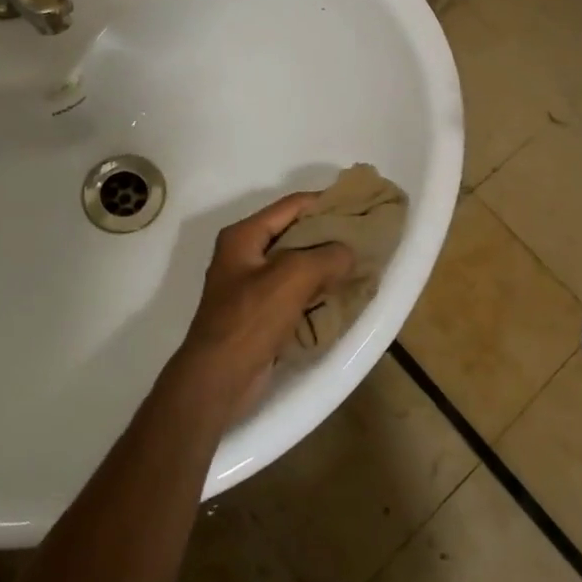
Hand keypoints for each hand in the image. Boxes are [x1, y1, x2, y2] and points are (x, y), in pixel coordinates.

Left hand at [172, 194, 355, 413]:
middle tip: (363, 236)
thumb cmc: (250, 319)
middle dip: (326, 234)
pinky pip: (293, 292)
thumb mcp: (292, 277)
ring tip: (358, 263)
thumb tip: (347, 252)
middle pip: (292, 233)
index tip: (357, 204)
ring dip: (323, 265)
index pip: (290, 205)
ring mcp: (249, 286)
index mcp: (243, 236)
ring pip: (294, 265)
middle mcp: (244, 255)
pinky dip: (315, 290)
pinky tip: (339, 293)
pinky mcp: (258, 314)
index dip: (323, 202)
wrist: (218, 379)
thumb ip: (325, 257)